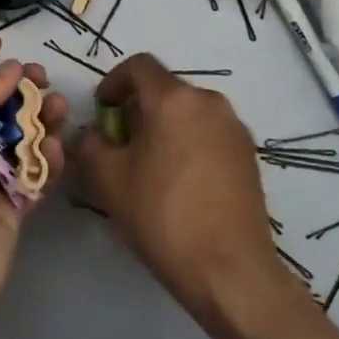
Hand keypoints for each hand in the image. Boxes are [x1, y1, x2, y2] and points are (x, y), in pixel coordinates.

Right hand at [68, 54, 290, 321]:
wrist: (231, 271)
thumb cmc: (162, 216)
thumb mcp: (107, 179)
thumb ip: (89, 144)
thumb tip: (92, 134)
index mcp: (174, 99)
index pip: (138, 66)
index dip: (114, 82)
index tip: (102, 111)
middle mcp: (209, 102)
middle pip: (165, 90)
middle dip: (138, 109)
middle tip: (121, 144)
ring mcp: (235, 129)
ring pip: (189, 113)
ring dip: (164, 127)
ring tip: (149, 166)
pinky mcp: (250, 157)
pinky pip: (209, 134)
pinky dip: (189, 144)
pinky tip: (179, 183)